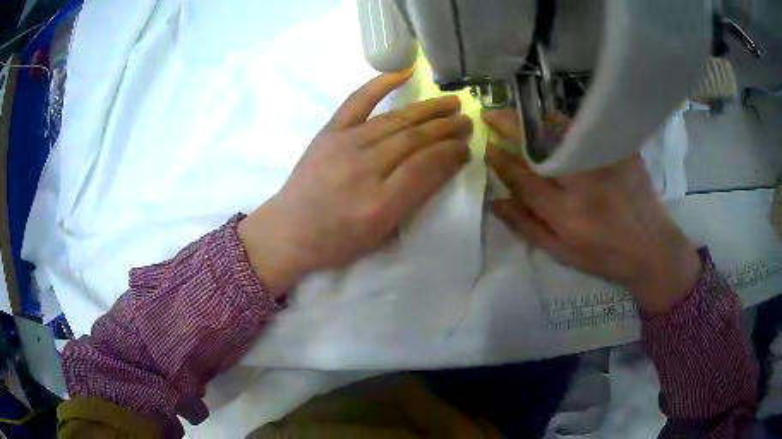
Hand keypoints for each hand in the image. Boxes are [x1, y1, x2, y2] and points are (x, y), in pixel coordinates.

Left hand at [239, 71, 471, 295]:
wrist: (289, 230)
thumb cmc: (337, 240)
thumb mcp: (379, 234)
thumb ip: (412, 200)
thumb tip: (442, 167)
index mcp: (379, 204)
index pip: (425, 167)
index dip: (450, 153)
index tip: (467, 147)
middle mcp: (364, 169)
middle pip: (414, 140)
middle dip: (446, 128)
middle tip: (467, 121)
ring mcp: (344, 145)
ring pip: (395, 120)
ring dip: (427, 109)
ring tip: (451, 102)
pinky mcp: (329, 132)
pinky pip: (358, 101)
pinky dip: (381, 84)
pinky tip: (404, 73)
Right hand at [483, 110, 700, 312]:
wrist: (653, 248)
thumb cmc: (606, 258)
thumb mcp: (563, 254)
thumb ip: (528, 227)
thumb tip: (495, 202)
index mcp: (568, 216)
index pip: (524, 180)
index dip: (501, 161)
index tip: (486, 146)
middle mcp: (585, 185)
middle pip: (541, 148)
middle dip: (511, 127)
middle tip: (490, 114)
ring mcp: (606, 163)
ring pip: (563, 132)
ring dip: (536, 121)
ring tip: (519, 117)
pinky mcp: (622, 151)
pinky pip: (587, 130)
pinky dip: (565, 124)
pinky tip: (554, 123)